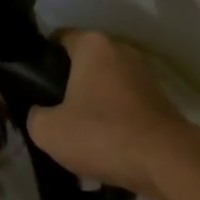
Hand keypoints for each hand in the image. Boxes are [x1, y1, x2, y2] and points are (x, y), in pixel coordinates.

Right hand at [26, 32, 194, 194]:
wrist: (166, 161)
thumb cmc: (102, 134)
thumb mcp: (49, 131)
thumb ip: (34, 115)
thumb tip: (39, 113)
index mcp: (92, 44)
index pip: (59, 38)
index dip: (41, 60)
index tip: (33, 86)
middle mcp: (120, 49)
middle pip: (84, 62)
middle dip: (69, 84)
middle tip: (53, 113)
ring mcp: (144, 72)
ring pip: (106, 84)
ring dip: (93, 103)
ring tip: (81, 135)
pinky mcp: (160, 98)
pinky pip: (126, 103)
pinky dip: (115, 118)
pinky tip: (106, 145)